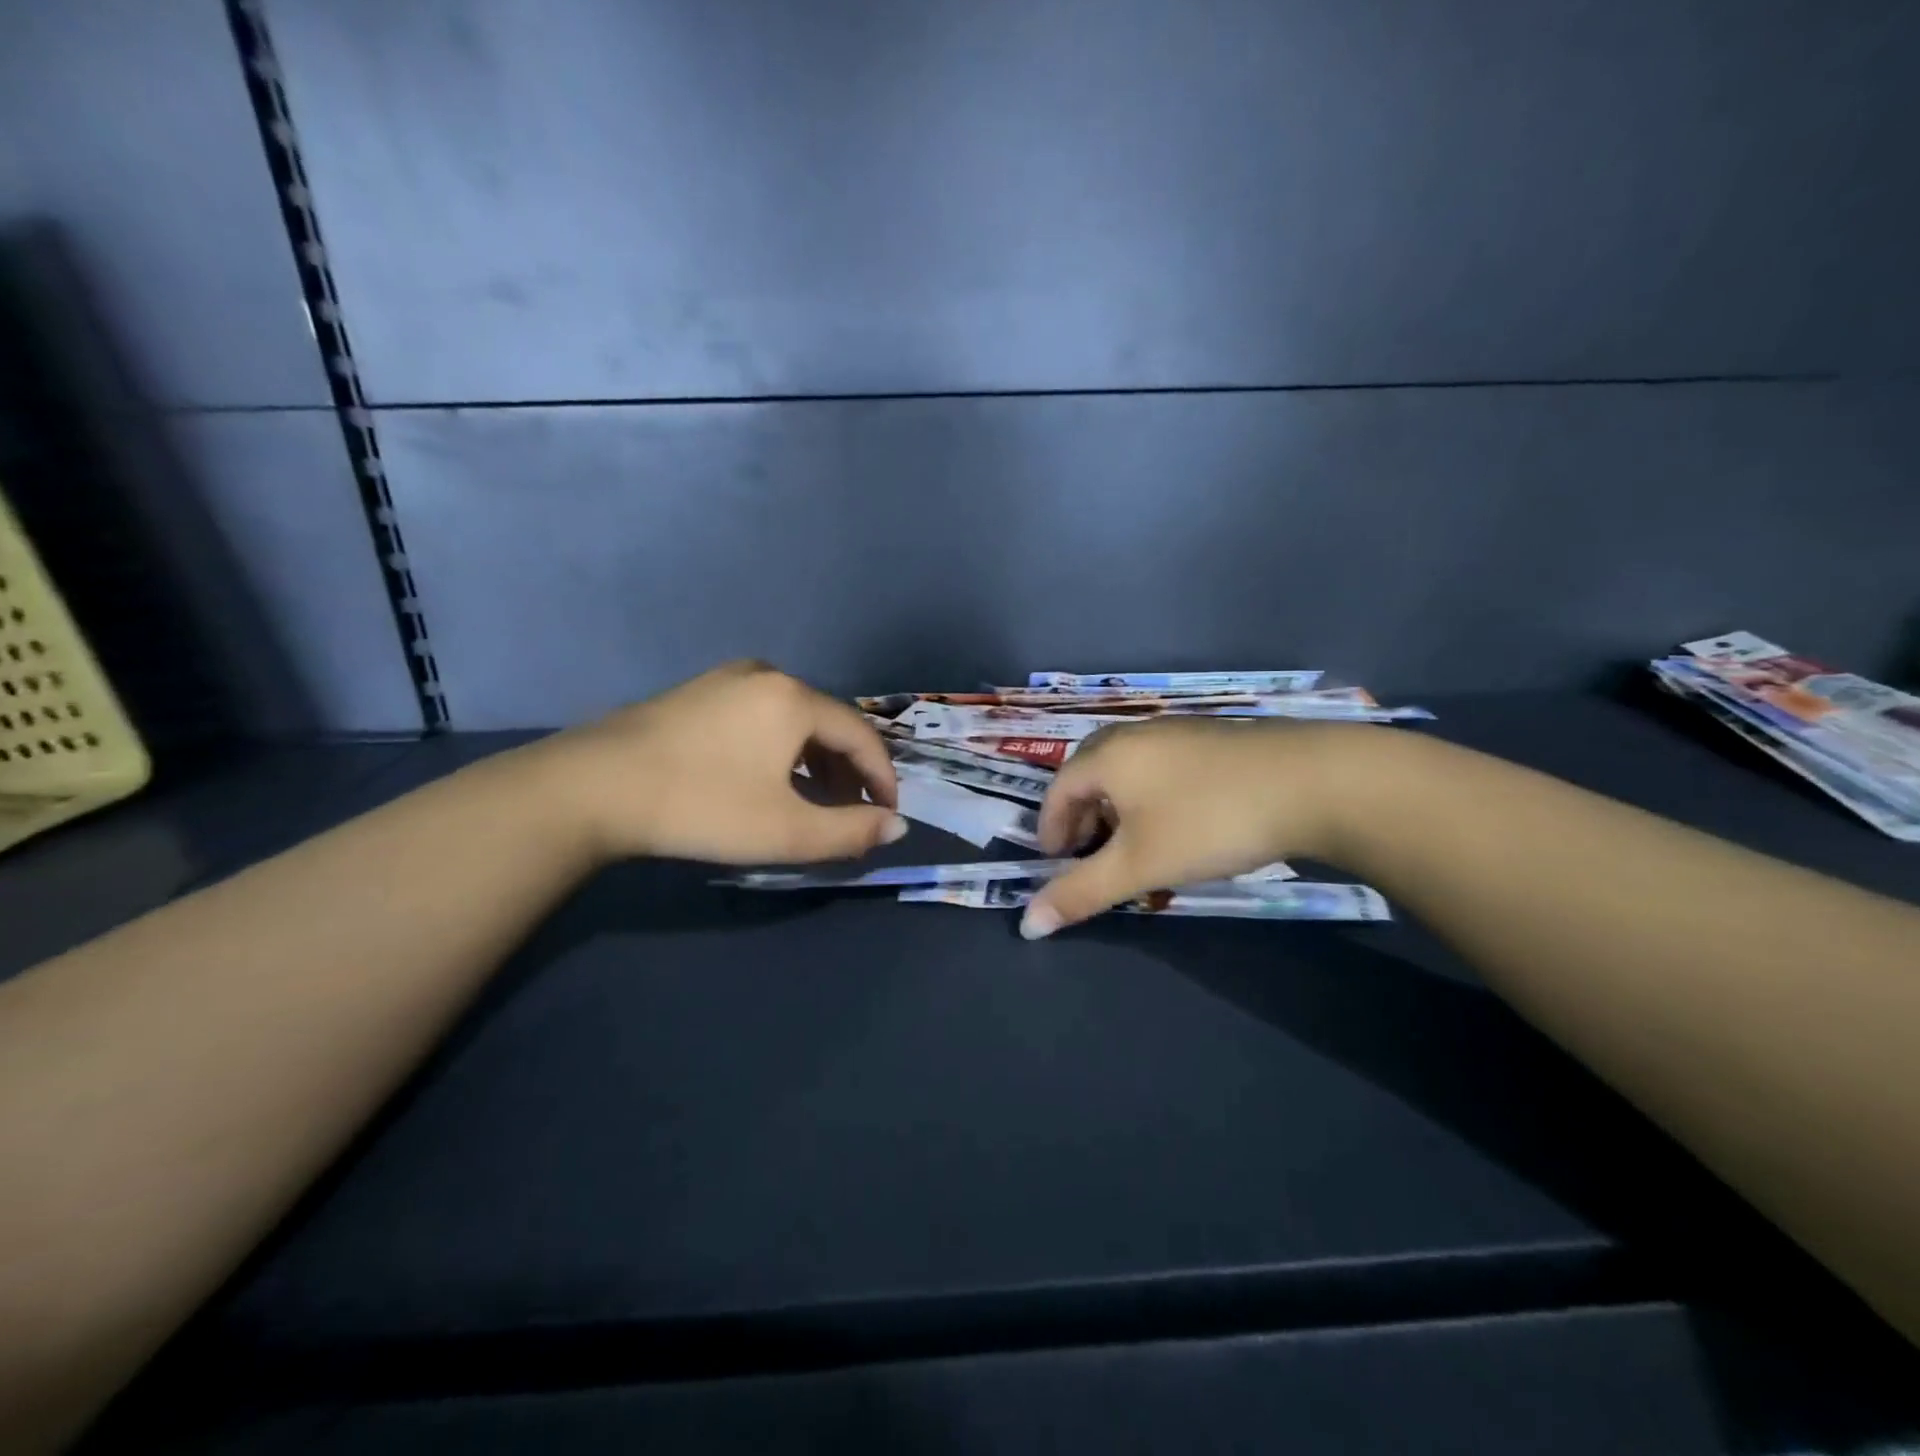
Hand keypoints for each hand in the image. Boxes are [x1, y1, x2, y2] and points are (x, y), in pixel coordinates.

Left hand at [523, 660, 905, 865]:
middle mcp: (767, 676)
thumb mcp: (785, 831)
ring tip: (812, 801)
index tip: (887, 813)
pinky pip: (760, 716)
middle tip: (851, 812)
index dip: (882, 776)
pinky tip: (766, 778)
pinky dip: (780, 748)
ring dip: (814, 760)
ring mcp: (726, 680)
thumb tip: (896, 825)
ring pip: (793, 719)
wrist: (590, 788)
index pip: (861, 735)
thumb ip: (850, 831)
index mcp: (794, 699)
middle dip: (848, 770)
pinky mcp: (696, 693)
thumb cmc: (701, 806)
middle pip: (828, 723)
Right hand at [1021, 717, 1370, 937]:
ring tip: (1134, 844)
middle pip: (1089, 773)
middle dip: (1082, 816)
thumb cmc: (1208, 822)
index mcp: (1107, 755)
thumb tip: (1027, 925)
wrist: (1312, 782)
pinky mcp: (1213, 738)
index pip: (1057, 790)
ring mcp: (1177, 731)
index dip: (1050, 830)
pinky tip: (1180, 823)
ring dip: (1117, 808)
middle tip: (1090, 854)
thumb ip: (1081, 892)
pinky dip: (1151, 796)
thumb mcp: (1139, 865)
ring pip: (1128, 769)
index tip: (1057, 864)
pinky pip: (1161, 766)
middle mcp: (1135, 734)